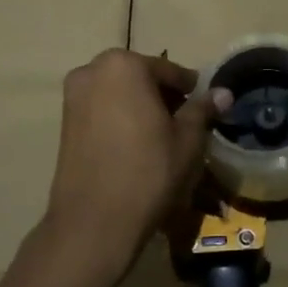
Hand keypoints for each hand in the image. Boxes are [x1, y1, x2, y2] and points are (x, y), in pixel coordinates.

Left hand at [29, 50, 215, 286]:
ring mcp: (72, 96)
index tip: (205, 109)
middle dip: (163, 96)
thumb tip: (224, 92)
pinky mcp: (63, 122)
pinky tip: (135, 146)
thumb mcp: (188, 139)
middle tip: (184, 124)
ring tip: (161, 137)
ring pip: (119, 93)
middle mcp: (92, 71)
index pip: (169, 71)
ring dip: (140, 107)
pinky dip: (120, 119)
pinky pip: (101, 110)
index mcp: (124, 65)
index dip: (191, 91)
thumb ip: (203, 109)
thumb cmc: (149, 172)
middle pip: (140, 77)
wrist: (94, 222)